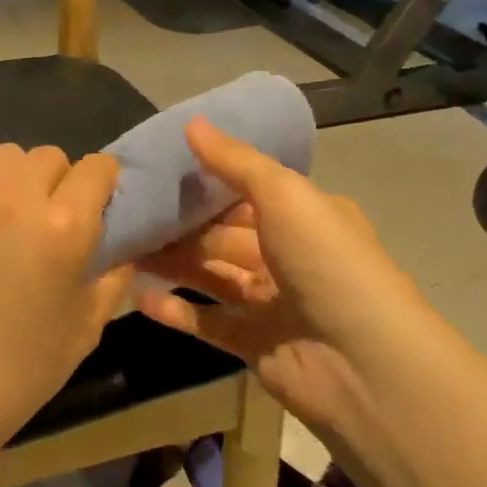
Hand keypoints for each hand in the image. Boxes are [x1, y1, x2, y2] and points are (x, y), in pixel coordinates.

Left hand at [0, 144, 131, 486]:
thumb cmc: (16, 371)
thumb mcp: (85, 329)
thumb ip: (112, 276)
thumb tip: (121, 245)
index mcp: (63, 225)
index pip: (97, 167)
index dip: (102, 185)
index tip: (96, 208)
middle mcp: (14, 195)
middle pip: (49, 156)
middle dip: (58, 182)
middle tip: (46, 223)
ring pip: (3, 158)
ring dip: (15, 182)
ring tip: (5, 223)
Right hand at [135, 119, 429, 434]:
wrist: (363, 362)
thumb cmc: (326, 261)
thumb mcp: (284, 194)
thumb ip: (235, 162)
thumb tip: (191, 123)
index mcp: (306, 216)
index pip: (248, 191)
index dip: (207, 181)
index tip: (159, 169)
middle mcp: (289, 254)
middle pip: (224, 234)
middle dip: (181, 224)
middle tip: (129, 211)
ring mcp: (271, 302)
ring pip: (212, 274)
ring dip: (173, 262)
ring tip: (123, 247)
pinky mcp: (254, 344)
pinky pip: (207, 321)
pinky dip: (176, 309)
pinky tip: (138, 295)